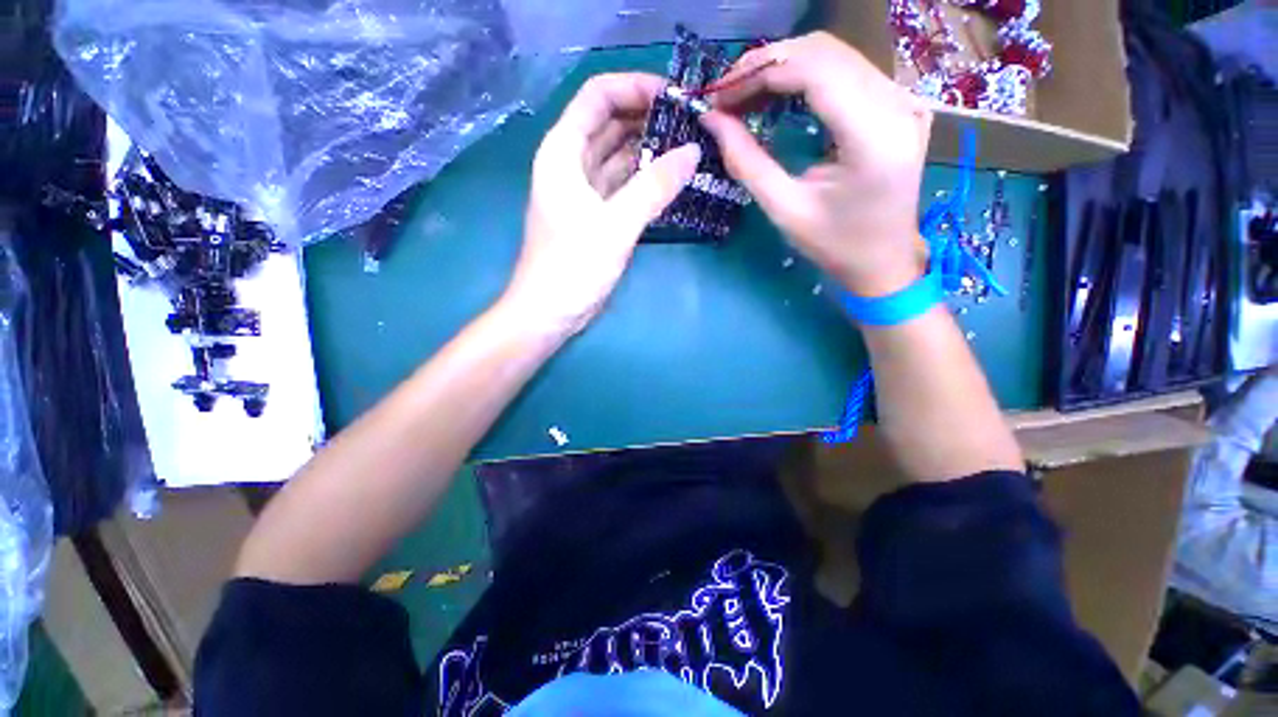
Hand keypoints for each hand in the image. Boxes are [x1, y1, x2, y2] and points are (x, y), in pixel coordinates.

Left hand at [502, 73, 701, 335]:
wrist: (550, 313)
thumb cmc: (572, 267)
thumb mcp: (615, 225)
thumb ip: (653, 188)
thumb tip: (692, 153)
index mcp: (564, 152)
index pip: (599, 97)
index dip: (635, 88)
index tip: (676, 97)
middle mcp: (571, 164)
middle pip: (611, 124)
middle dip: (649, 118)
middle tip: (692, 124)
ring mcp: (584, 192)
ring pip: (619, 156)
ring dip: (649, 150)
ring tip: (689, 147)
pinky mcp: (596, 217)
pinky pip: (622, 186)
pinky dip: (644, 181)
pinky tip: (671, 180)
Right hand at [701, 32, 932, 297]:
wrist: (884, 261)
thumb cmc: (835, 245)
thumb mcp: (785, 210)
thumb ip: (747, 162)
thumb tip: (711, 120)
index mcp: (873, 135)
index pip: (813, 70)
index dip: (759, 72)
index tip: (718, 94)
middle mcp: (898, 103)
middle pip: (824, 52)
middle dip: (767, 65)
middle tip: (726, 95)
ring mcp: (904, 98)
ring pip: (834, 55)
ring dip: (783, 68)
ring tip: (744, 96)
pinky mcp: (899, 103)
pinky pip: (846, 71)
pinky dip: (804, 78)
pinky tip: (777, 97)